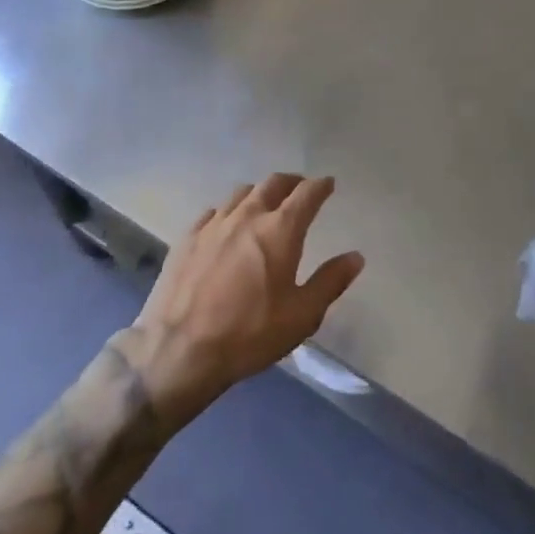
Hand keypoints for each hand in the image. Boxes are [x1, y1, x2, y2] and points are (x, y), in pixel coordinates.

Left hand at [123, 174, 364, 423]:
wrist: (178, 350)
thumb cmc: (249, 334)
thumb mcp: (301, 316)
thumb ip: (330, 282)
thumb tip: (355, 256)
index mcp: (280, 230)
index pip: (307, 194)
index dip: (321, 186)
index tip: (328, 184)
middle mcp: (248, 215)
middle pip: (273, 183)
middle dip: (291, 182)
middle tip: (300, 188)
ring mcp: (214, 223)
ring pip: (242, 192)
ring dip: (259, 193)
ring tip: (264, 203)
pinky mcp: (188, 237)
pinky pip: (213, 211)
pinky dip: (228, 211)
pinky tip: (226, 225)